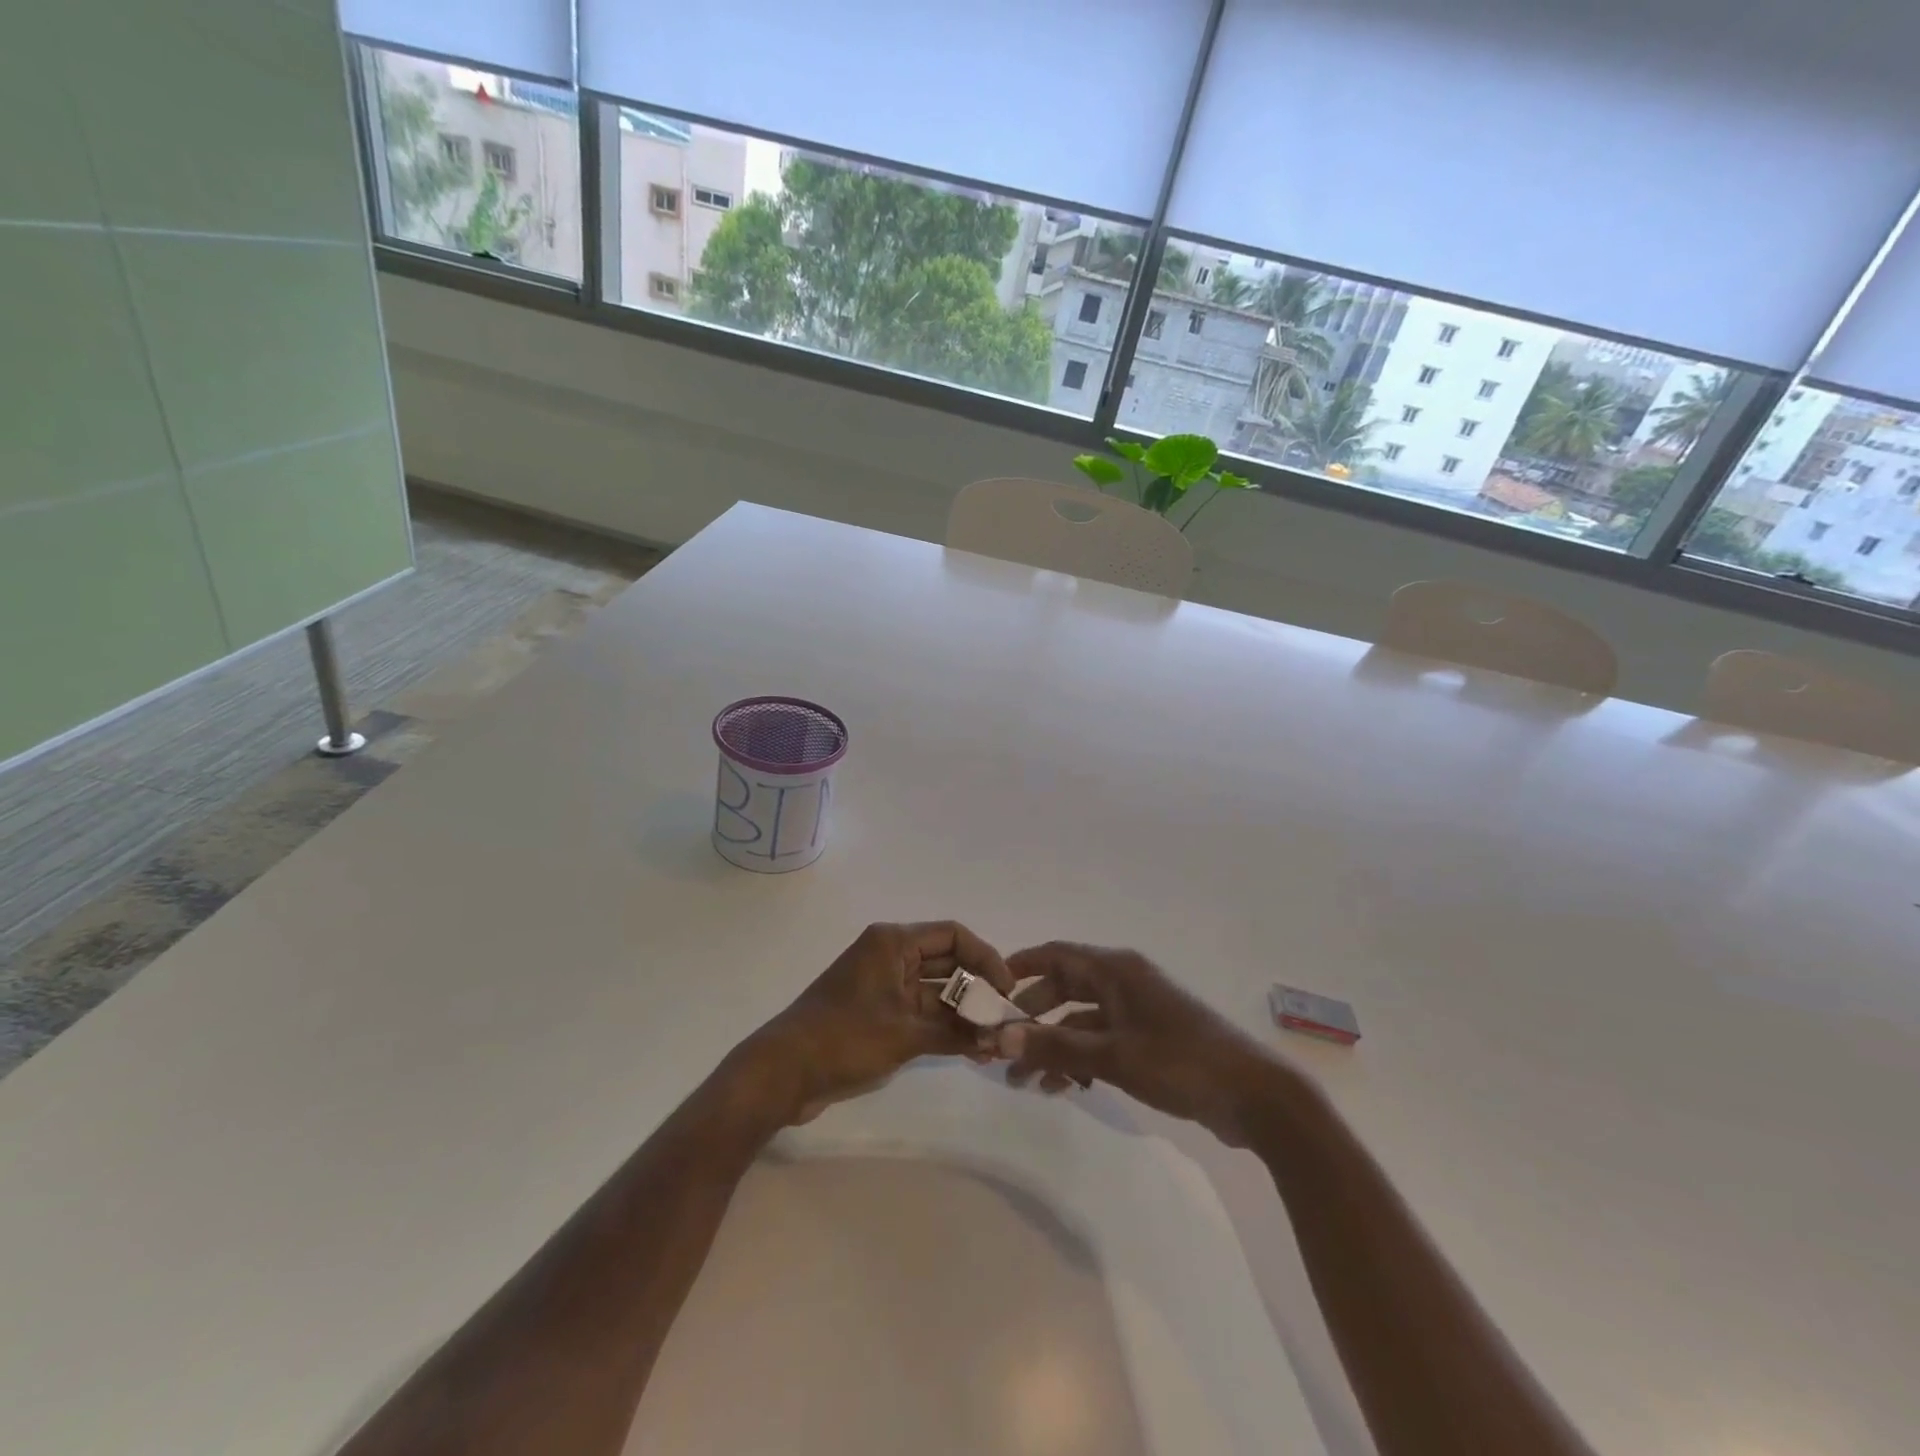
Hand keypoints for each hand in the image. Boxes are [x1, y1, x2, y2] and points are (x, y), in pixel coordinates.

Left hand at [748, 921, 1012, 1124]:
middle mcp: (890, 955)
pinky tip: (971, 1050)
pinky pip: (920, 1012)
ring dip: (963, 1014)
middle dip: (977, 990)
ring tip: (995, 1042)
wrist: (783, 1073)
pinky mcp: (878, 1013)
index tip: (1007, 990)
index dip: (986, 958)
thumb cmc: (844, 1038)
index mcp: (893, 942)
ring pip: (935, 991)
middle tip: (1006, 1020)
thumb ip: (955, 1033)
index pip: (953, 935)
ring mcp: (883, 985)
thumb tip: (998, 1039)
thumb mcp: (905, 1034)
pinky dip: (943, 1028)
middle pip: (947, 962)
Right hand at [997, 943, 1278, 1144]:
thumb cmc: (1179, 1062)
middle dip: (1032, 1017)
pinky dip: (1079, 1059)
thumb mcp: (1112, 1056)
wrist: (1253, 1096)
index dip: (1021, 967)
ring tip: (1024, 1082)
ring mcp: (1137, 1012)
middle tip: (1002, 1046)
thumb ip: (1055, 1047)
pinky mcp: (1148, 1040)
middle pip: (1064, 988)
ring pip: (1081, 1020)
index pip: (1056, 955)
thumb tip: (1001, 1038)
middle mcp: (1123, 982)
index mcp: (1116, 970)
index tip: (988, 988)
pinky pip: (1101, 1041)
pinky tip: (1062, 1088)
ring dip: (1053, 1045)